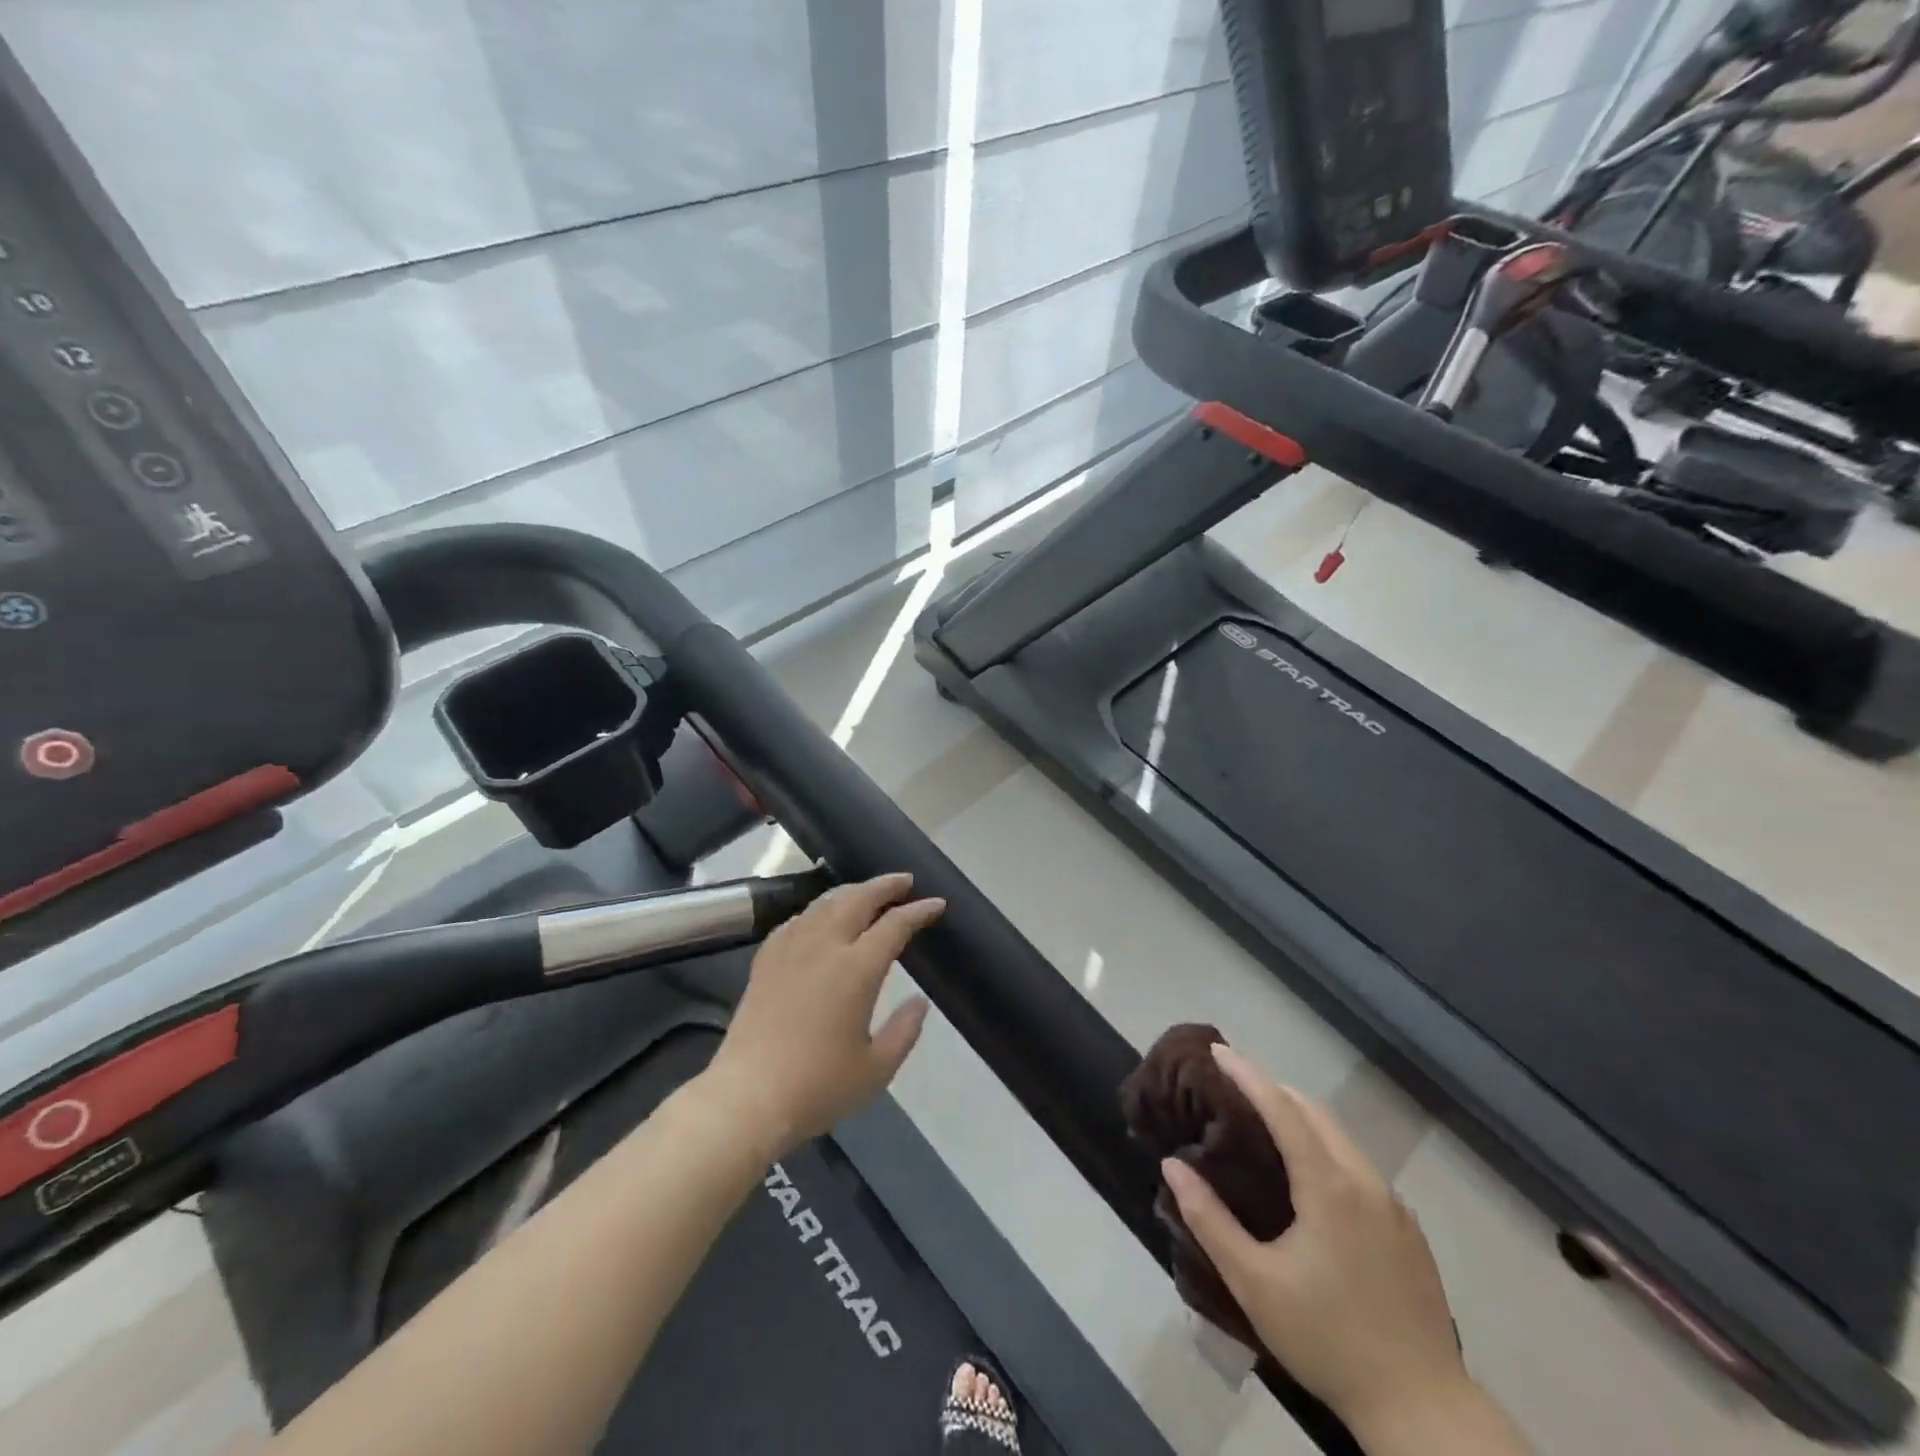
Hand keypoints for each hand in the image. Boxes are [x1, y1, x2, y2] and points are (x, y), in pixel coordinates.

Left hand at [705, 873, 941, 1155]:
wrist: (748, 1098)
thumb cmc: (818, 1087)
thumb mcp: (877, 1069)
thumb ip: (904, 1031)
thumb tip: (919, 1002)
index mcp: (857, 969)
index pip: (895, 925)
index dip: (918, 911)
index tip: (936, 903)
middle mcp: (824, 947)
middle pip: (858, 899)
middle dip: (884, 885)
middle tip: (904, 881)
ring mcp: (790, 950)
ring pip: (824, 903)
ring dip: (851, 891)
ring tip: (867, 892)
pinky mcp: (765, 961)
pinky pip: (796, 920)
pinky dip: (817, 910)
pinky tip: (819, 917)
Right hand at [1160, 1046, 1474, 1434]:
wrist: (1424, 1410)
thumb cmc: (1328, 1340)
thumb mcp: (1254, 1283)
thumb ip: (1209, 1220)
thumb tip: (1173, 1166)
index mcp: (1328, 1185)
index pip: (1282, 1107)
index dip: (1247, 1074)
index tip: (1218, 1051)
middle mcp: (1364, 1181)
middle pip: (1314, 1111)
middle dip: (1272, 1088)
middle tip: (1232, 1087)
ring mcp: (1392, 1204)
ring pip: (1340, 1136)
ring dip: (1300, 1116)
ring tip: (1263, 1123)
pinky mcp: (1407, 1229)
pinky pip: (1358, 1165)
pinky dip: (1325, 1146)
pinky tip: (1309, 1176)